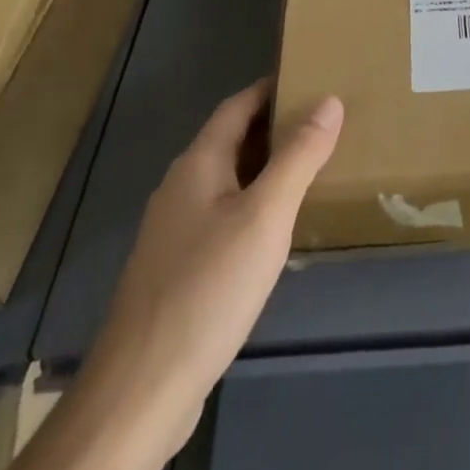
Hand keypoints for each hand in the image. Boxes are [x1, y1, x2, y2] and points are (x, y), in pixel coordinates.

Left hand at [86, 79, 342, 450]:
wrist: (140, 391)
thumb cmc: (208, 288)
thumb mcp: (266, 215)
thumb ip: (299, 156)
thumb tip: (330, 100)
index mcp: (197, 164)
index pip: (237, 106)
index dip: (272, 88)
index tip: (311, 78)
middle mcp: (180, 188)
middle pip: (231, 141)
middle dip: (274, 128)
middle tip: (324, 123)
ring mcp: (173, 233)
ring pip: (226, 182)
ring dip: (265, 169)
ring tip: (311, 169)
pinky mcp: (176, 271)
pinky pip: (221, 217)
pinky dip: (252, 206)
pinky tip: (276, 231)